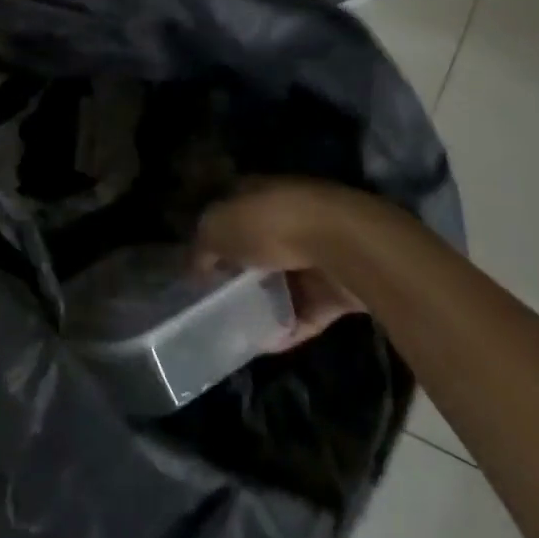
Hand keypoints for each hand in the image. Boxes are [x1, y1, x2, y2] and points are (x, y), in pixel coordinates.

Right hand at [197, 178, 383, 348]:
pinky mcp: (338, 286)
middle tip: (215, 300)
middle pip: (256, 245)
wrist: (344, 246)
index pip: (229, 208)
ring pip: (283, 279)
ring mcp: (316, 250)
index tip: (197, 263)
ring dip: (265, 303)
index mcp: (258, 192)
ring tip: (237, 328)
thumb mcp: (218, 228)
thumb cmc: (271, 224)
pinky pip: (307, 310)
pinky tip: (267, 345)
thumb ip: (202, 246)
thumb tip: (194, 266)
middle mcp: (286, 216)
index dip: (212, 233)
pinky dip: (289, 327)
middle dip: (238, 271)